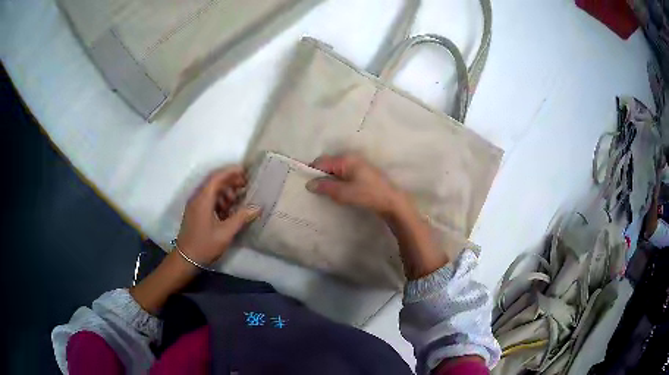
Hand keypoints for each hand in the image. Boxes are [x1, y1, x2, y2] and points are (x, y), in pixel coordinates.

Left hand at [176, 166, 260, 265]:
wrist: (186, 259)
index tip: (245, 170)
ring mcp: (195, 205)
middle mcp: (197, 198)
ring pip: (211, 191)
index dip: (230, 171)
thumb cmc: (205, 245)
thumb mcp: (225, 233)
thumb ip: (241, 218)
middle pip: (214, 182)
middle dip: (230, 180)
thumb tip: (258, 207)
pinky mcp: (195, 212)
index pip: (216, 177)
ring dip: (226, 192)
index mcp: (203, 199)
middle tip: (246, 184)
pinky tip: (229, 210)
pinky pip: (208, 200)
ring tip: (239, 199)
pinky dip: (220, 200)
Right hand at [307, 154, 447, 278]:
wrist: (392, 202)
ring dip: (329, 180)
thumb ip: (325, 187)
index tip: (305, 184)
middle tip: (314, 190)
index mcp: (346, 160)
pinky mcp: (363, 174)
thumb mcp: (344, 193)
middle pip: (329, 164)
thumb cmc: (368, 195)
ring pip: (336, 170)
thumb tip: (309, 184)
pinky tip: (337, 192)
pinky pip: (344, 175)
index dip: (312, 171)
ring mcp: (358, 166)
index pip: (322, 161)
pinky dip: (338, 182)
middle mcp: (351, 159)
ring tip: (324, 193)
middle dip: (320, 176)